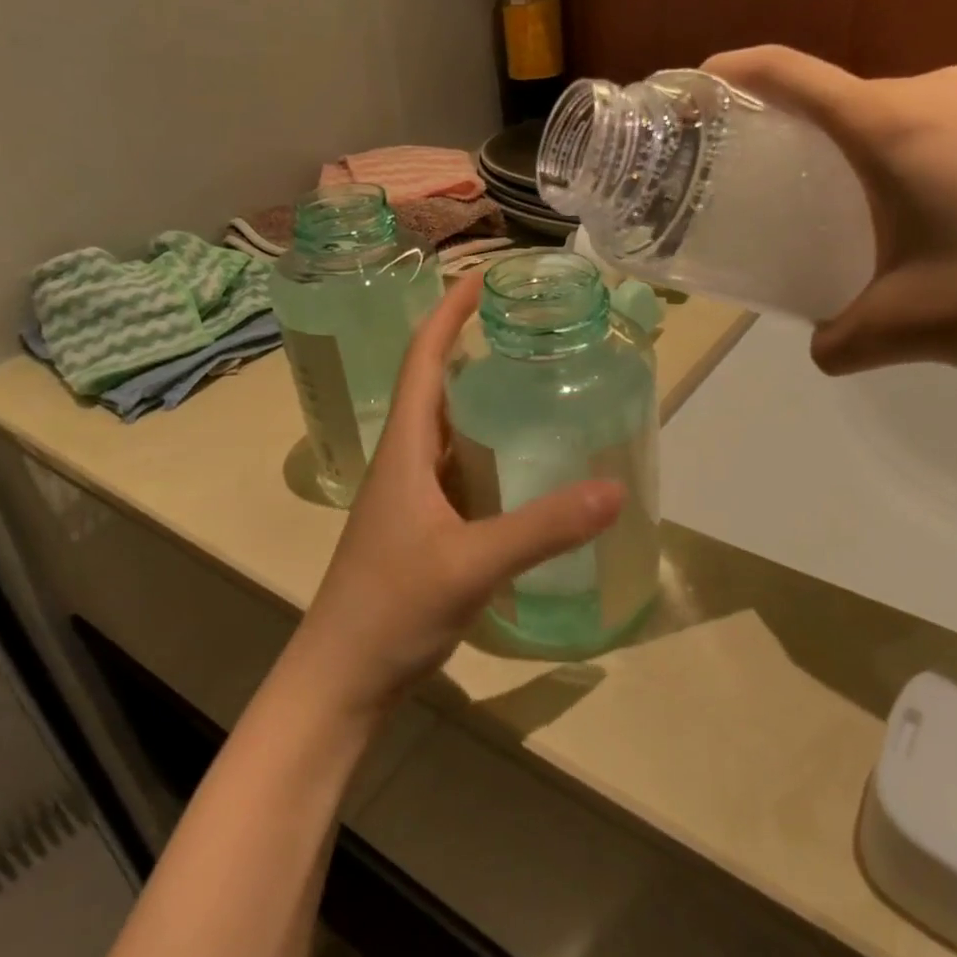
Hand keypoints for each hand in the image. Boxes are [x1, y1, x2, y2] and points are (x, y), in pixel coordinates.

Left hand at [284, 276, 623, 720]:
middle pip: (439, 385)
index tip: (485, 277)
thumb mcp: (470, 564)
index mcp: (405, 447)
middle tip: (532, 330)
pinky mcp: (426, 526)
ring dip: (485, 400)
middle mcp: (407, 460)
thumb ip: (542, 528)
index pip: (423, 358)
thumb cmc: (389, 609)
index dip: (450, 312)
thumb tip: (614, 488)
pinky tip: (527, 464)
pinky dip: (492, 452)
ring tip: (539, 384)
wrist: (342, 680)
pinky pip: (463, 470)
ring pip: (452, 429)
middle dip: (476, 347)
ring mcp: (414, 496)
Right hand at [702, 45, 956, 375]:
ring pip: (910, 119)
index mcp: (896, 127)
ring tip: (875, 215)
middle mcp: (947, 96)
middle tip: (787, 185)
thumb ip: (841, 340)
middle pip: (851, 101)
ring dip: (877, 156)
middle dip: (808, 136)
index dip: (739, 71)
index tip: (703, 80)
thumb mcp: (906, 328)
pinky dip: (934, 165)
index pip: (794, 76)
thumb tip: (824, 348)